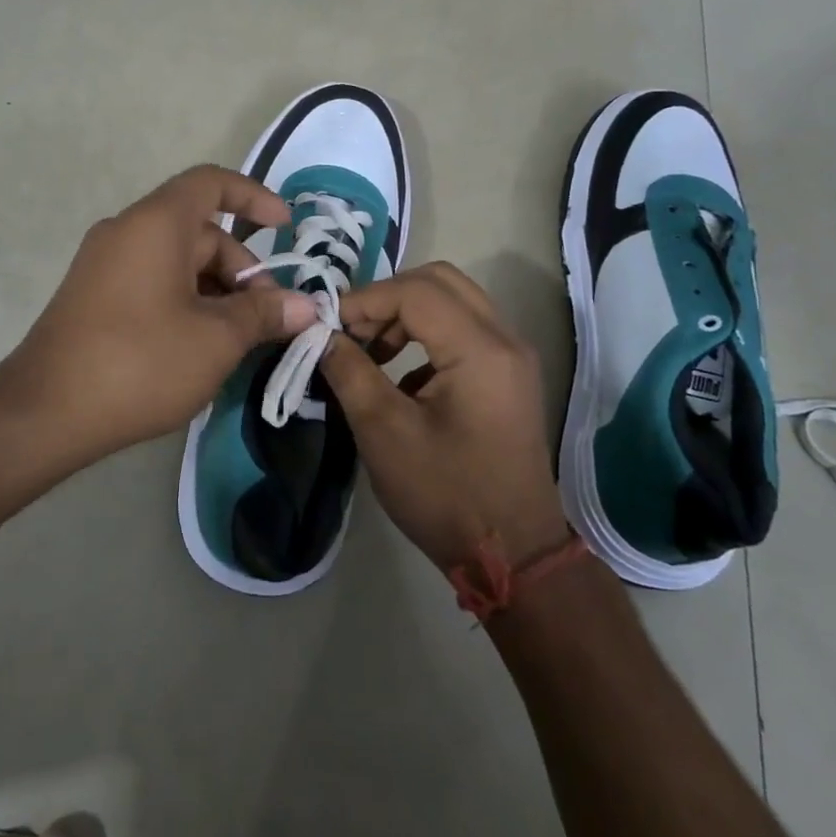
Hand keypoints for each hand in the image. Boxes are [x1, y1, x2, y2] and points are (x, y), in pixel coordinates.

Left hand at [0, 165, 315, 467]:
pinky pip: (152, 282)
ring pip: (177, 262)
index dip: (254, 197)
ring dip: (216, 292)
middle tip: (269, 320)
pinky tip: (201, 347)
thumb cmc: (140, 363)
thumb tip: (305, 306)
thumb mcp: (215, 339)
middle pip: (201, 232)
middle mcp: (127, 232)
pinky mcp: (94, 296)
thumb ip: (264, 314)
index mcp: (156, 224)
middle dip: (242, 271)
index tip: (285, 229)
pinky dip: (186, 302)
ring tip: (239, 341)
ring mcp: (105, 264)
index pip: (212, 183)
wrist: (45, 412)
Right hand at [318, 262, 569, 569]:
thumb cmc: (446, 494)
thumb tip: (321, 335)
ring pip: (454, 302)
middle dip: (387, 297)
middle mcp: (504, 339)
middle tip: (351, 330)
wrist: (514, 555)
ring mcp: (512, 357)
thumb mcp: (384, 433)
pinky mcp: (508, 377)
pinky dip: (426, 336)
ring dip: (406, 314)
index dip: (364, 300)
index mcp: (480, 349)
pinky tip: (399, 378)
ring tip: (368, 352)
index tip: (326, 326)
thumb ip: (349, 372)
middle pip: (440, 282)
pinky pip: (464, 330)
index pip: (415, 292)